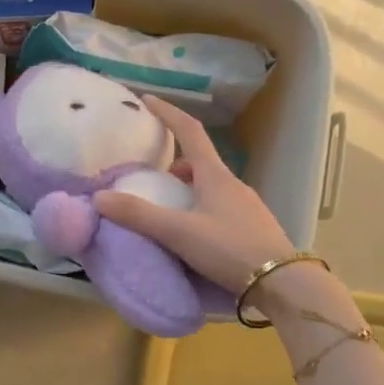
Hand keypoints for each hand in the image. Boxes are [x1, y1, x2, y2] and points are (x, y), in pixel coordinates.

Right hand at [93, 95, 293, 292]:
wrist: (284, 284)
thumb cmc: (230, 249)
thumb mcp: (179, 232)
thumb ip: (139, 215)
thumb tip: (99, 197)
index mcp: (215, 175)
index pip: (189, 131)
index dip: (168, 113)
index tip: (147, 100)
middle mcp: (233, 184)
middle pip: (200, 161)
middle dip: (174, 163)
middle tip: (152, 177)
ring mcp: (246, 207)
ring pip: (211, 186)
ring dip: (188, 188)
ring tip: (168, 209)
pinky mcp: (253, 228)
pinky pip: (221, 207)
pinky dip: (201, 208)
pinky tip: (194, 233)